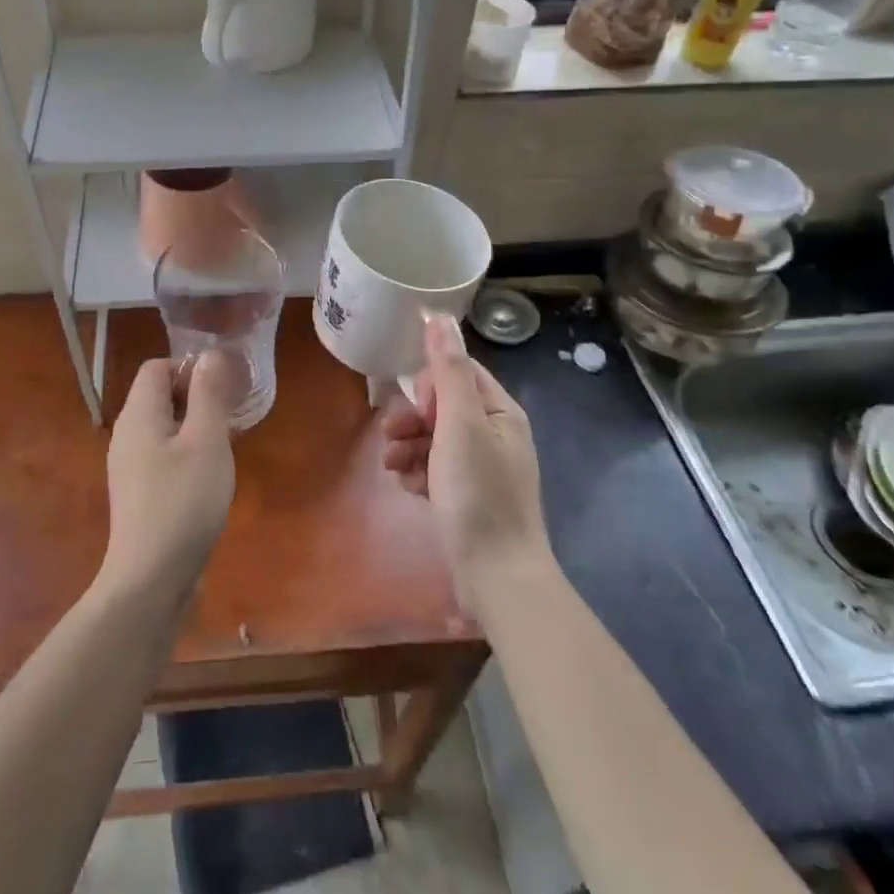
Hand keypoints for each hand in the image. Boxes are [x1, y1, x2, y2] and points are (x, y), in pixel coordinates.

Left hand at [99, 353, 238, 604]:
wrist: (151, 579)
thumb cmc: (183, 501)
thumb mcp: (206, 441)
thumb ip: (208, 394)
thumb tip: (209, 355)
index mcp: (139, 414)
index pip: (156, 367)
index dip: (189, 368)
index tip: (222, 389)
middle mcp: (127, 434)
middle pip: (158, 395)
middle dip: (196, 397)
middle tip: (230, 417)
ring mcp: (129, 466)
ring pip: (163, 427)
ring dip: (194, 427)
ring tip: (224, 446)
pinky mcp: (138, 493)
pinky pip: (162, 455)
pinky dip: (185, 453)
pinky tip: (208, 478)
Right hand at [381, 314, 549, 610]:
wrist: (497, 578)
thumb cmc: (479, 494)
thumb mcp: (460, 424)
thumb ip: (448, 369)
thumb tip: (437, 315)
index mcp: (500, 412)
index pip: (459, 372)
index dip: (429, 382)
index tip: (412, 402)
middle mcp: (494, 434)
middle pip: (442, 406)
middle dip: (412, 418)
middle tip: (393, 436)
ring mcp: (481, 468)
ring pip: (433, 438)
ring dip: (408, 446)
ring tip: (394, 466)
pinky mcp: (467, 497)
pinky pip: (435, 468)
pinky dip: (418, 472)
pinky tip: (408, 486)